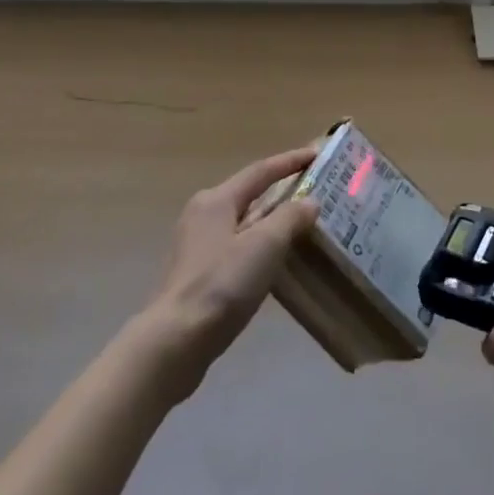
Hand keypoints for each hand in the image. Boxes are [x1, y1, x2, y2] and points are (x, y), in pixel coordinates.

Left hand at [140, 146, 319, 392]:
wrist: (176, 340)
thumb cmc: (222, 284)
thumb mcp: (264, 246)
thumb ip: (289, 219)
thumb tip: (310, 201)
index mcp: (216, 200)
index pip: (260, 171)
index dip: (290, 161)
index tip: (317, 154)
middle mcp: (202, 214)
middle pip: (249, 194)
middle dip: (281, 192)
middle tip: (314, 193)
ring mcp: (196, 244)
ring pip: (242, 223)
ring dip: (271, 222)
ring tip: (301, 227)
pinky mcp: (197, 272)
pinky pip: (236, 247)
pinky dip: (259, 246)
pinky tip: (275, 262)